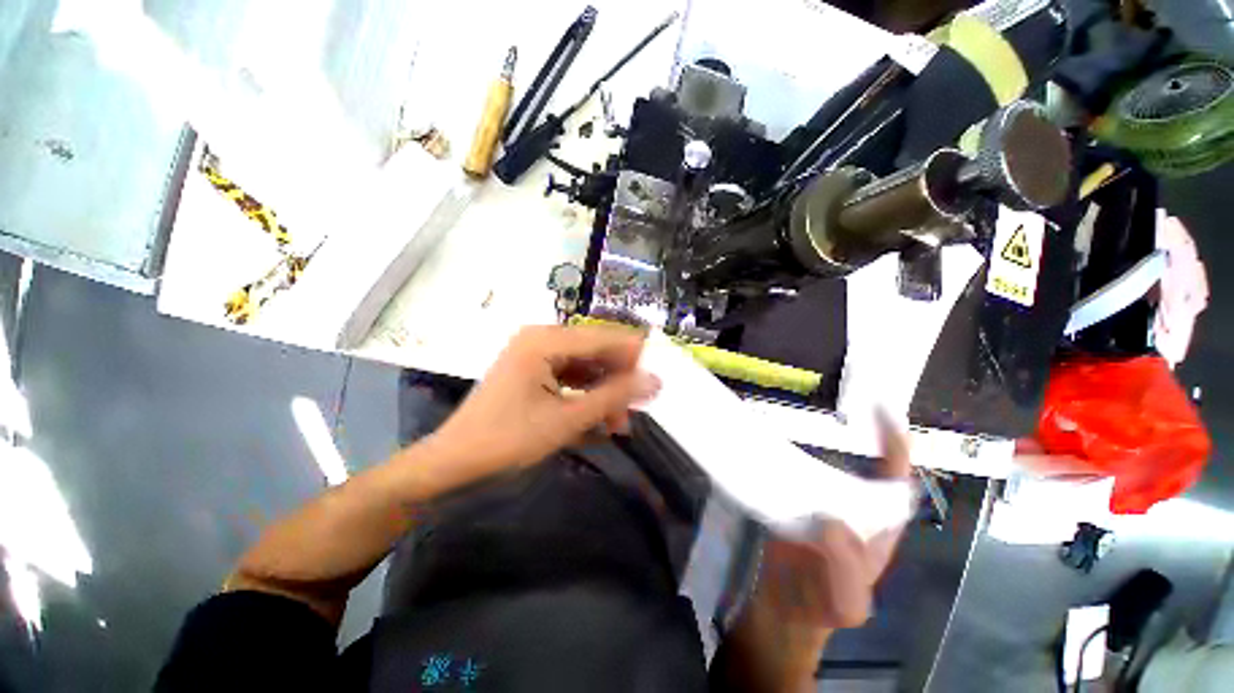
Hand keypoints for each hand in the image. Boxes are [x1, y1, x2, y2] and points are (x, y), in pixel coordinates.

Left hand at [427, 325, 660, 482]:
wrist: (453, 463)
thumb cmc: (507, 440)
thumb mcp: (567, 420)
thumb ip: (614, 397)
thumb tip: (655, 380)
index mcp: (545, 341)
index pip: (604, 338)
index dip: (634, 356)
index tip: (658, 379)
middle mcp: (541, 339)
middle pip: (595, 351)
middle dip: (617, 381)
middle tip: (635, 410)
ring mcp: (535, 355)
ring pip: (584, 367)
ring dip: (603, 393)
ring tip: (618, 423)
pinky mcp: (532, 372)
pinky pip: (570, 378)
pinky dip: (585, 397)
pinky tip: (597, 420)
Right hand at [753, 416, 912, 629]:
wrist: (781, 608)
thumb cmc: (818, 606)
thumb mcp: (843, 601)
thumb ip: (845, 570)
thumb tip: (831, 519)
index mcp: (877, 529)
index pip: (896, 481)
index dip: (895, 446)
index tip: (881, 411)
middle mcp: (855, 509)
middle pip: (866, 464)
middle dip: (862, 430)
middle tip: (842, 396)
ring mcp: (824, 503)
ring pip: (831, 463)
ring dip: (824, 438)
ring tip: (803, 409)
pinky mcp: (796, 501)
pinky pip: (799, 471)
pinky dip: (791, 452)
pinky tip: (775, 439)